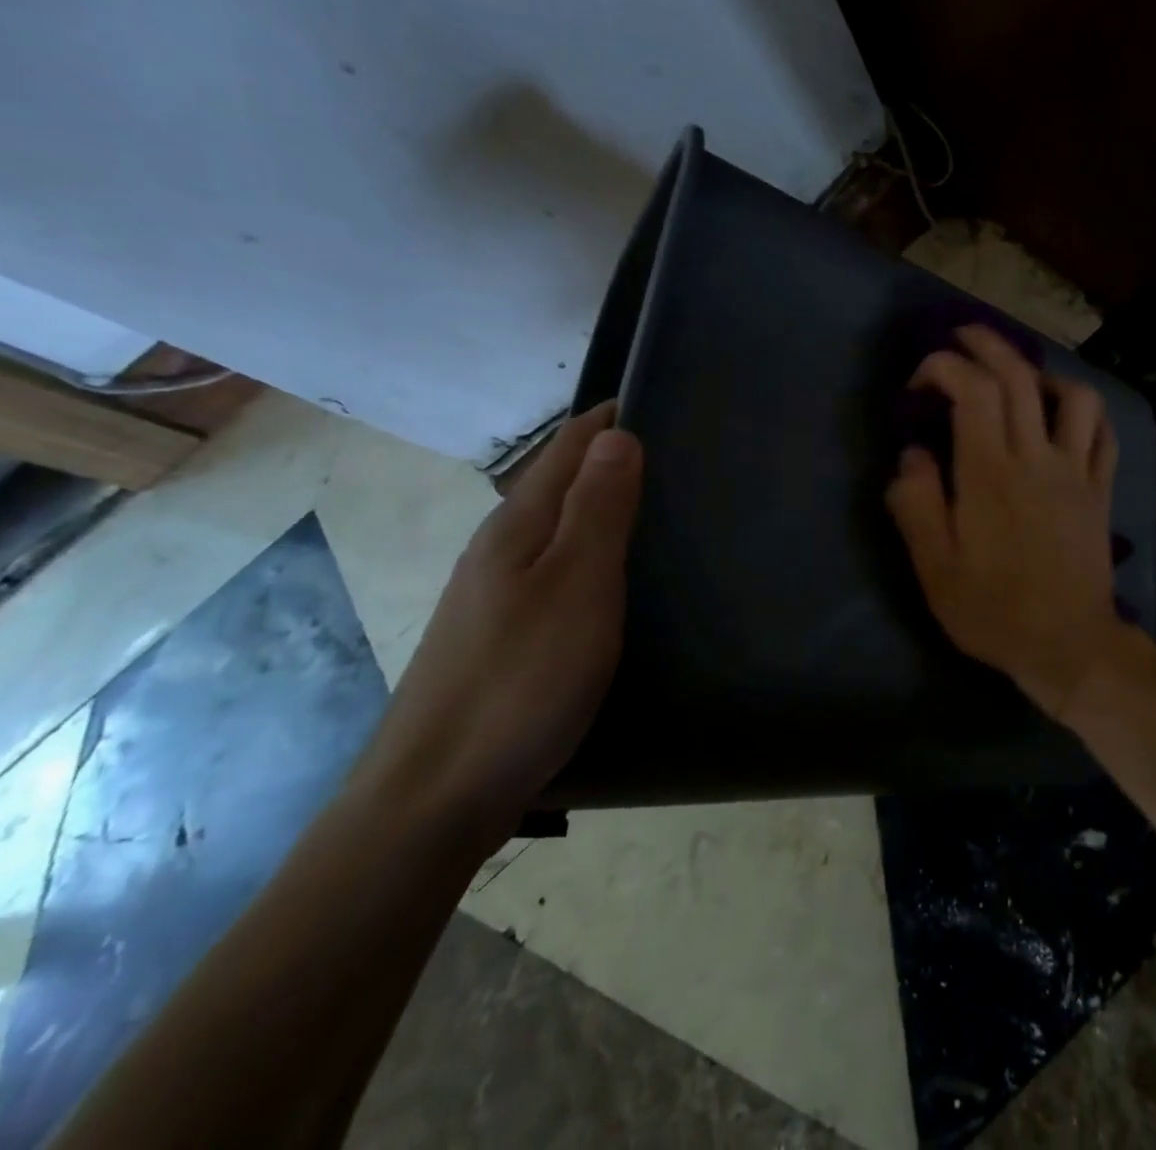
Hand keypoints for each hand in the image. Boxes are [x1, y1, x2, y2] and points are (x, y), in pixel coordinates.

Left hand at [355, 401, 643, 850]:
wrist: (435, 797)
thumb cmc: (521, 681)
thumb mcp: (576, 587)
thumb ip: (598, 509)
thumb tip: (614, 432)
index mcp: (518, 527)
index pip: (568, 447)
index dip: (610, 419)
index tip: (663, 398)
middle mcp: (500, 548)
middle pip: (559, 480)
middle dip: (610, 454)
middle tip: (680, 448)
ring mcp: (496, 593)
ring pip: (557, 524)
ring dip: (601, 499)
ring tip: (660, 498)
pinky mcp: (504, 632)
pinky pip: (555, 564)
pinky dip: (591, 546)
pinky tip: (615, 570)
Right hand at [886, 325, 1130, 719]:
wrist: (1067, 646)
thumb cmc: (993, 610)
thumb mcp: (935, 568)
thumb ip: (917, 504)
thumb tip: (912, 454)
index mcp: (990, 473)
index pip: (973, 390)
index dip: (944, 367)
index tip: (919, 382)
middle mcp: (1037, 458)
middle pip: (1020, 376)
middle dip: (988, 344)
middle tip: (962, 336)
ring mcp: (1076, 471)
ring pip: (1075, 396)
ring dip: (1043, 374)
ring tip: (1019, 380)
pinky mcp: (1100, 490)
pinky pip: (1104, 435)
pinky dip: (1085, 413)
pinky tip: (1065, 418)